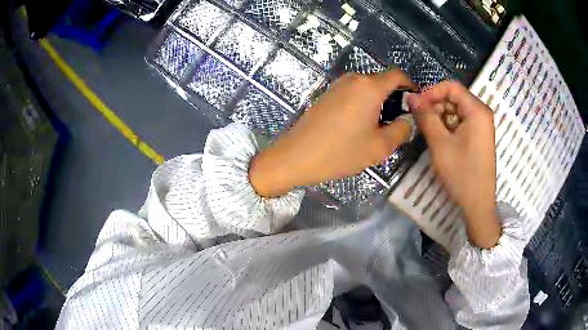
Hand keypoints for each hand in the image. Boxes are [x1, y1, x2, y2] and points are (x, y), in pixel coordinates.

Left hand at [250, 70, 416, 196]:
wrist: (295, 157)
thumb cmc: (340, 152)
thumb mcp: (379, 147)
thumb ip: (401, 130)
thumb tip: (407, 120)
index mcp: (369, 87)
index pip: (398, 75)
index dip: (410, 87)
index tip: (414, 106)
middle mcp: (353, 79)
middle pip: (383, 82)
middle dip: (394, 100)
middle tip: (396, 125)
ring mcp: (337, 85)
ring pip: (368, 89)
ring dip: (378, 104)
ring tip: (376, 129)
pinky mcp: (327, 94)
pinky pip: (353, 94)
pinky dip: (363, 105)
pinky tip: (358, 127)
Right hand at [408, 81, 499, 247]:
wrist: (478, 204)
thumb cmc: (461, 174)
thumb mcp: (440, 144)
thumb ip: (425, 117)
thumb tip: (410, 96)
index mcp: (477, 110)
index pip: (451, 87)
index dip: (431, 92)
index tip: (416, 105)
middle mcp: (482, 113)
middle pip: (454, 97)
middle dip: (436, 105)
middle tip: (420, 121)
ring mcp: (482, 126)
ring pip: (457, 110)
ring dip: (441, 117)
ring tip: (429, 133)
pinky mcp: (480, 136)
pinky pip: (462, 122)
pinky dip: (449, 127)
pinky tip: (441, 140)